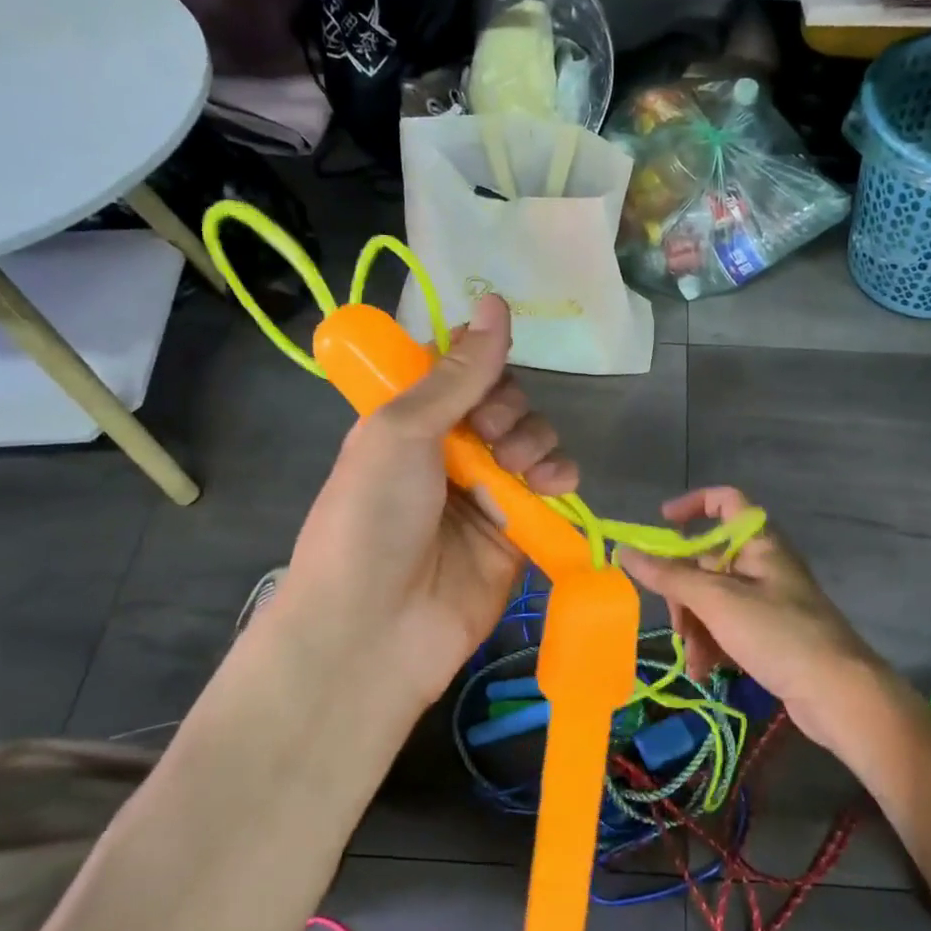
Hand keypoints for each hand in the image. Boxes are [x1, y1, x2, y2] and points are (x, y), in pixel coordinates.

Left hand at [265, 294, 577, 712]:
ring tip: (520, 469)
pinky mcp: (516, 531)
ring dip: (536, 442)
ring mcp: (484, 492)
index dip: (480, 365)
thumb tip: (495, 301)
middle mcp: (446, 451)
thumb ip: (458, 373)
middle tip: (492, 436)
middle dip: (509, 410)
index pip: (459, 372)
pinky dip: (559, 477)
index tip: (486, 374)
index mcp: (407, 422)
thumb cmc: (372, 517)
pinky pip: (550, 488)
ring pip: (533, 440)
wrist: (374, 629)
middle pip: (504, 403)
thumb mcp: (401, 430)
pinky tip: (554, 484)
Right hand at [619, 487, 894, 757]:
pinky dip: (713, 645)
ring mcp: (768, 602)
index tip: (661, 523)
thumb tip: (623, 550)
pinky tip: (706, 672)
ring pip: (713, 600)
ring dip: (695, 627)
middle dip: (684, 593)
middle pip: (708, 562)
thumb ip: (669, 575)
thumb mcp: (717, 601)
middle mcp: (763, 566)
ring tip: (695, 661)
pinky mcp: (770, 636)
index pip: (726, 501)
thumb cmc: (778, 634)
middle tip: (678, 624)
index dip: (693, 505)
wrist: (839, 695)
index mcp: (759, 543)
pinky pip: (728, 628)